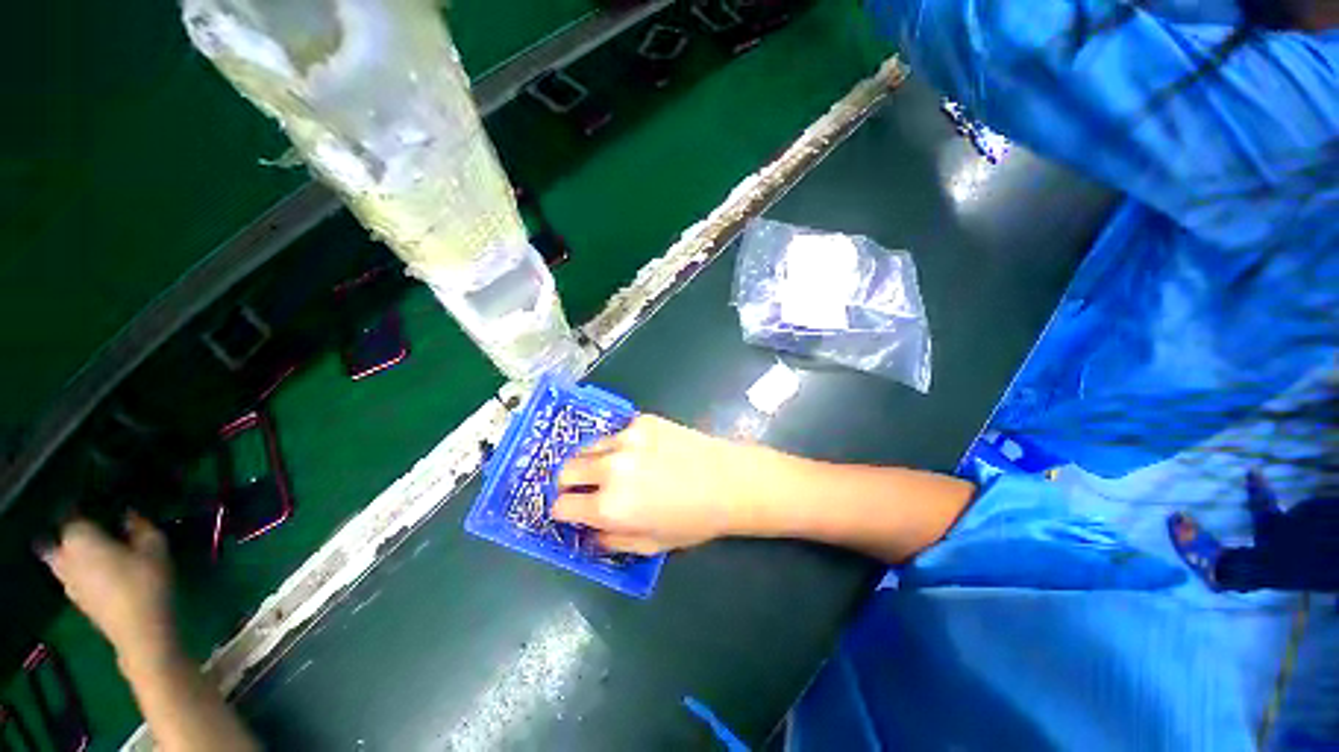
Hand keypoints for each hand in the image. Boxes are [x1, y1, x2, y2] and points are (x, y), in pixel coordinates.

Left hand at [41, 514, 176, 665]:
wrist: (139, 630)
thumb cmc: (146, 582)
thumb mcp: (155, 547)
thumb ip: (140, 526)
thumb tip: (129, 515)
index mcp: (79, 537)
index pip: (76, 514)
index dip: (91, 508)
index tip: (110, 508)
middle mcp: (65, 556)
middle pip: (64, 539)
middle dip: (77, 534)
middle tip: (101, 531)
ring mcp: (67, 581)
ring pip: (64, 560)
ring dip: (77, 554)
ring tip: (102, 552)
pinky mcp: (77, 599)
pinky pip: (74, 576)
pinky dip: (83, 571)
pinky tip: (104, 575)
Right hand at [552, 415, 754, 554]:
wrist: (727, 480)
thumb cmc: (693, 520)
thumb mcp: (650, 544)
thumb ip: (611, 540)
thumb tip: (590, 531)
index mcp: (609, 506)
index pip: (561, 506)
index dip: (565, 511)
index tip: (573, 510)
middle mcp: (610, 469)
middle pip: (565, 470)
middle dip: (570, 483)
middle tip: (586, 488)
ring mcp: (626, 438)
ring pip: (587, 447)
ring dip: (590, 461)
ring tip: (610, 468)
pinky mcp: (642, 420)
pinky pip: (615, 433)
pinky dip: (618, 444)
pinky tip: (639, 452)